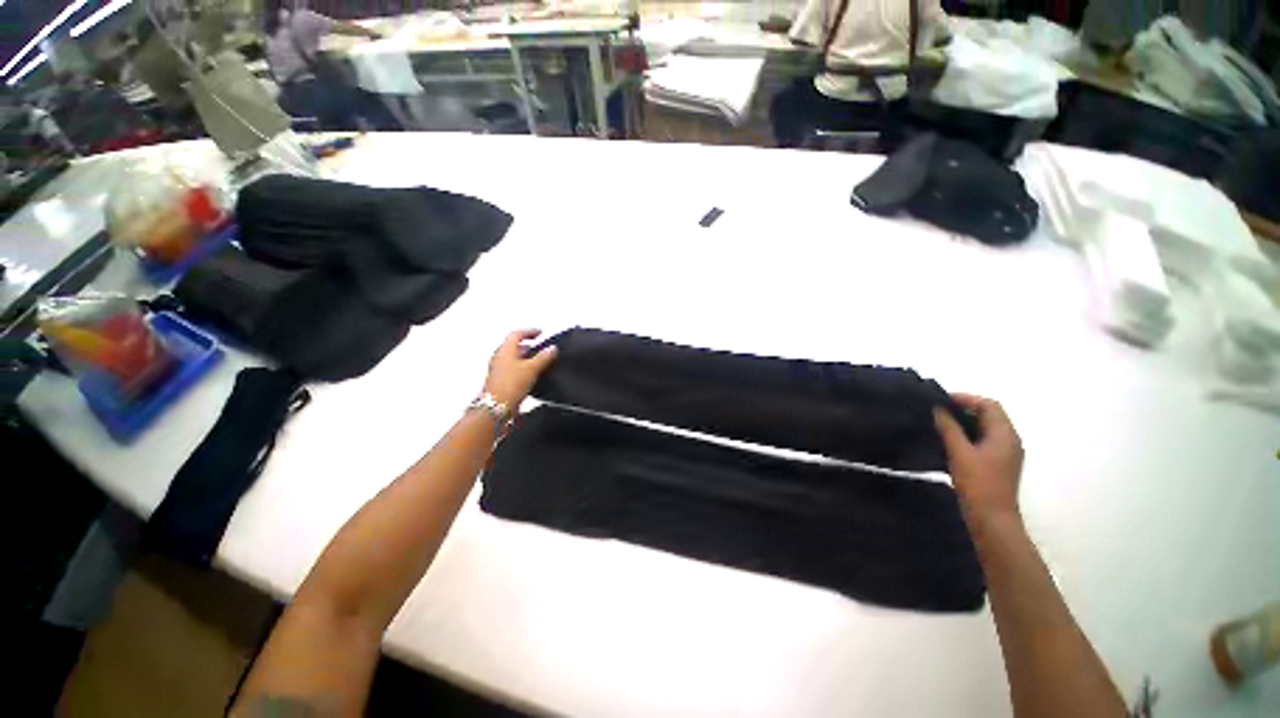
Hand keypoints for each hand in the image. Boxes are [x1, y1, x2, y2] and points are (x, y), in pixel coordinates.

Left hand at [482, 330, 558, 409]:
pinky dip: (524, 367)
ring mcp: (499, 369)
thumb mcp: (532, 368)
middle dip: (528, 344)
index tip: (541, 333)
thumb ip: (544, 357)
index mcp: (505, 349)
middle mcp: (500, 357)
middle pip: (514, 345)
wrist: (496, 407)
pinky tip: (533, 374)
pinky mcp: (501, 380)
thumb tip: (553, 348)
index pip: (516, 334)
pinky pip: (514, 368)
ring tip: (541, 360)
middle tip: (541, 346)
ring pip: (514, 357)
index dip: (529, 331)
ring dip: (526, 356)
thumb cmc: (512, 383)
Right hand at [934, 394, 1023, 525]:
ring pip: (985, 428)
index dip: (966, 398)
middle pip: (989, 415)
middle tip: (937, 410)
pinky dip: (967, 435)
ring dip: (964, 422)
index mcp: (1005, 435)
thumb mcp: (959, 453)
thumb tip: (937, 409)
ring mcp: (1005, 453)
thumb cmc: (978, 483)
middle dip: (964, 409)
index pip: (989, 405)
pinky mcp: (998, 464)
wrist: (992, 519)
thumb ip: (948, 428)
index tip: (940, 400)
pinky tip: (949, 441)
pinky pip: (983, 440)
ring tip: (939, 423)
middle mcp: (1009, 440)